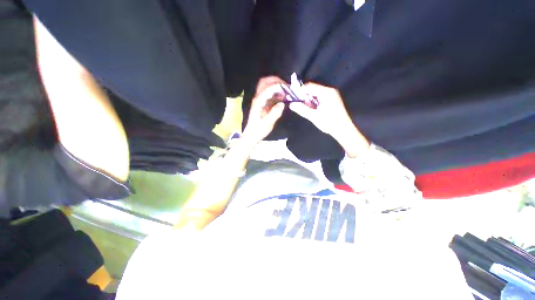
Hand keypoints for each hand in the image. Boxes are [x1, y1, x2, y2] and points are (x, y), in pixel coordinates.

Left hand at [241, 77, 286, 145]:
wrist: (251, 135)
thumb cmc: (258, 130)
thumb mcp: (268, 123)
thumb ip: (275, 113)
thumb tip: (282, 104)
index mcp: (259, 101)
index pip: (268, 87)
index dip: (279, 85)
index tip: (288, 88)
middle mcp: (257, 98)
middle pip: (265, 82)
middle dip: (276, 81)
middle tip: (286, 86)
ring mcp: (258, 100)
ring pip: (265, 86)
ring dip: (275, 85)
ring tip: (285, 91)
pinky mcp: (260, 104)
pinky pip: (267, 93)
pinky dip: (275, 92)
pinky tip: (281, 97)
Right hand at [289, 82, 369, 156]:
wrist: (343, 129)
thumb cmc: (329, 123)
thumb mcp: (313, 116)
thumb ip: (302, 109)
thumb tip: (291, 104)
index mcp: (326, 92)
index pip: (309, 86)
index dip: (299, 91)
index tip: (292, 97)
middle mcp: (329, 91)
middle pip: (312, 89)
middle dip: (304, 96)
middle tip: (298, 104)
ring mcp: (332, 95)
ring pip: (315, 94)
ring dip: (308, 100)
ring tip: (305, 108)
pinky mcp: (332, 100)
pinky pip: (319, 97)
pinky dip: (314, 102)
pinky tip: (312, 109)